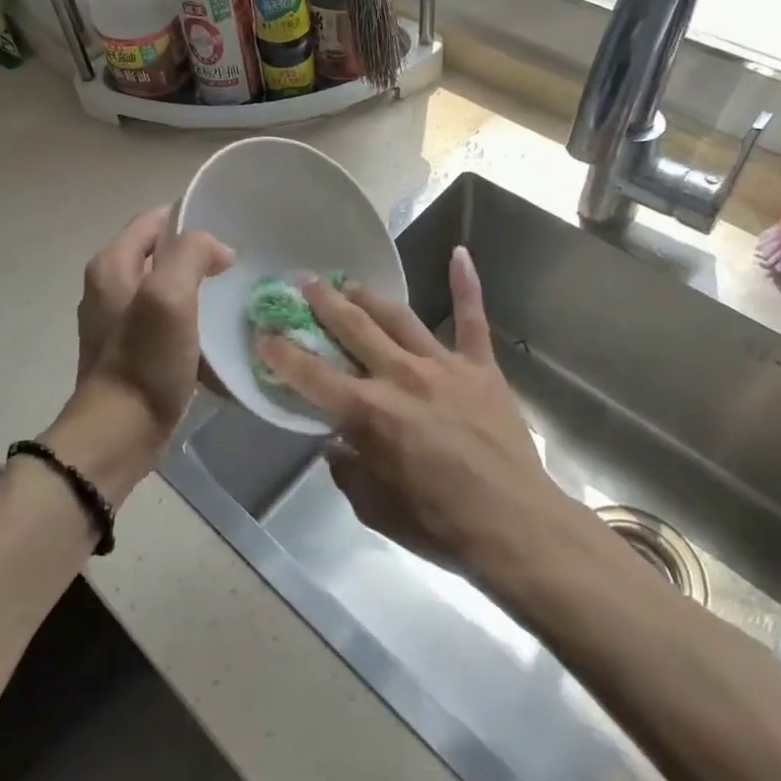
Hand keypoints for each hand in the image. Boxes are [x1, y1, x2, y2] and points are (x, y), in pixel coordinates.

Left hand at [50, 207, 231, 501]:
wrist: (119, 432)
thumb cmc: (144, 360)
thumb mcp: (170, 295)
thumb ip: (191, 254)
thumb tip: (216, 250)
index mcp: (112, 264)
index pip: (154, 219)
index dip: (191, 219)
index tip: (229, 234)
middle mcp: (108, 285)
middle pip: (160, 252)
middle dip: (196, 255)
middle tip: (235, 268)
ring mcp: (116, 320)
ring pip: (164, 286)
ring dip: (195, 288)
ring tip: (229, 298)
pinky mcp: (129, 349)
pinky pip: (163, 319)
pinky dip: (187, 318)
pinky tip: (211, 334)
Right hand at [255, 247, 566, 570]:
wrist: (516, 527)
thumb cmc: (439, 525)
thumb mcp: (373, 508)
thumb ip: (346, 470)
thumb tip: (336, 444)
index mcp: (369, 413)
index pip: (311, 374)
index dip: (282, 352)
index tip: (264, 334)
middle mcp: (401, 377)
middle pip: (353, 328)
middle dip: (323, 303)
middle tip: (304, 285)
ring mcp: (444, 366)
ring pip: (398, 317)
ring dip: (368, 296)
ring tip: (348, 283)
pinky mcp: (480, 368)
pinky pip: (472, 319)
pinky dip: (465, 285)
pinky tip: (460, 253)